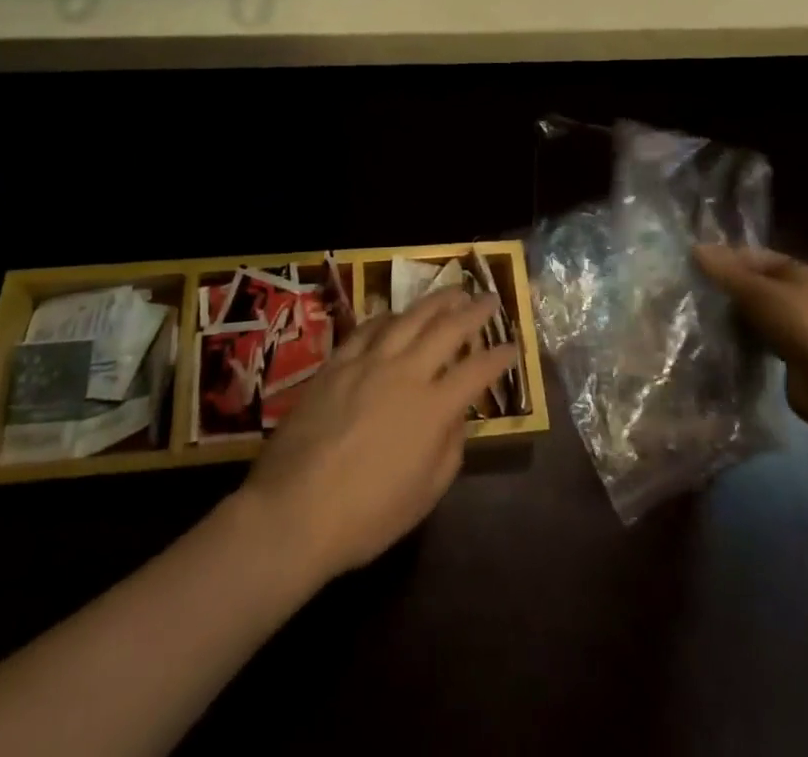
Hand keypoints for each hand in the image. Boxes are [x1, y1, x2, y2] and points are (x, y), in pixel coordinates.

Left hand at [239, 290, 516, 581]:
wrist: (293, 510)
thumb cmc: (366, 516)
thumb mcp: (424, 495)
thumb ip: (449, 449)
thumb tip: (457, 416)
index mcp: (433, 408)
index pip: (477, 371)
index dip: (500, 356)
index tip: (514, 346)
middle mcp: (405, 373)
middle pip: (447, 329)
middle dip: (474, 311)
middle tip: (490, 298)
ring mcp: (368, 362)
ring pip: (409, 318)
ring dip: (436, 301)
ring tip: (453, 291)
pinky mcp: (337, 363)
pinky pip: (368, 328)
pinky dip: (388, 316)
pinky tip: (396, 314)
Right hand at [694, 245, 807, 423]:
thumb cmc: (798, 323)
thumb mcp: (756, 291)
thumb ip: (725, 271)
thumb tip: (695, 247)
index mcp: (797, 271)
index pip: (754, 256)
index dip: (727, 258)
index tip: (697, 267)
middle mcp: (800, 294)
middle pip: (756, 284)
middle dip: (729, 289)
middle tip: (696, 293)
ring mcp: (799, 325)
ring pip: (758, 312)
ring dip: (736, 315)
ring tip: (704, 318)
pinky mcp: (794, 354)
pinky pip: (762, 338)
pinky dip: (746, 338)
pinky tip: (725, 342)